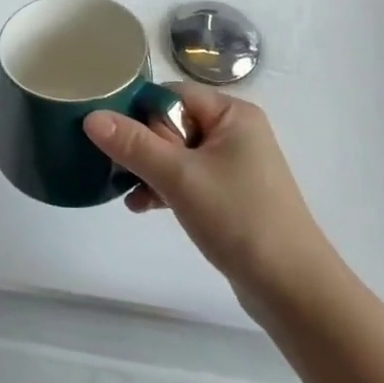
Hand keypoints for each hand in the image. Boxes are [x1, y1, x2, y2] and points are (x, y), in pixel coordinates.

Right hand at [84, 86, 334, 308]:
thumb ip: (134, 145)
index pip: (172, 94)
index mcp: (231, 113)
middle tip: (124, 172)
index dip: (140, 112)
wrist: (292, 288)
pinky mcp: (230, 194)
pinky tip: (143, 207)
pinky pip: (188, 178)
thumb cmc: (238, 218)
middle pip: (172, 122)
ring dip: (150, 171)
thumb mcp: (180, 177)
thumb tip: (91, 116)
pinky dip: (166, 188)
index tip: (111, 137)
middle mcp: (235, 131)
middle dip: (143, 147)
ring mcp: (234, 164)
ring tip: (129, 194)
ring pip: (176, 153)